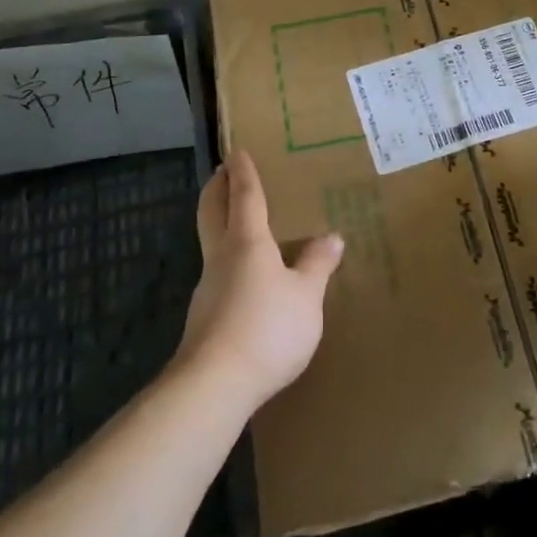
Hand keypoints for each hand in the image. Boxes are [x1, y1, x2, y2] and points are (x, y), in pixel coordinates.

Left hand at [178, 150, 343, 409]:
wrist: (214, 385)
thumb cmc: (267, 328)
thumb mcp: (306, 297)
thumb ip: (318, 266)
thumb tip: (332, 237)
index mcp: (248, 242)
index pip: (244, 196)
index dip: (243, 173)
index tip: (236, 152)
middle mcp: (221, 257)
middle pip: (212, 212)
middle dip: (216, 190)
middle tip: (221, 173)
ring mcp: (207, 287)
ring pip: (211, 243)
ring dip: (219, 225)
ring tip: (239, 225)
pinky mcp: (204, 317)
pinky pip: (217, 274)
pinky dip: (227, 260)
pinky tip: (244, 278)